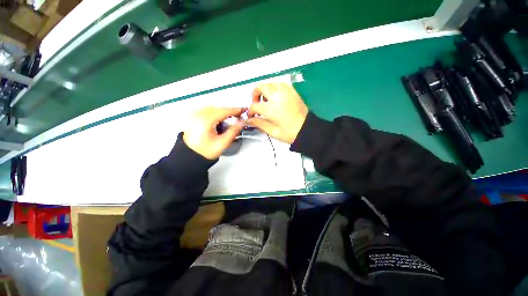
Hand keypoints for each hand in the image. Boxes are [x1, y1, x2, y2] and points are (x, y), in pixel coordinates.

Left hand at [183, 107, 244, 159]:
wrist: (191, 156)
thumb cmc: (204, 151)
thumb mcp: (222, 143)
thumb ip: (234, 131)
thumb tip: (242, 123)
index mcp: (205, 121)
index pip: (224, 111)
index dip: (235, 110)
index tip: (243, 110)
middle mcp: (198, 115)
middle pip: (219, 108)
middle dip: (230, 111)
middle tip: (239, 116)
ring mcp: (195, 115)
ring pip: (213, 108)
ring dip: (223, 112)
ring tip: (230, 119)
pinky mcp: (194, 117)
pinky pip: (207, 110)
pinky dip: (216, 113)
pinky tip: (220, 120)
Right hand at [247, 83, 307, 143]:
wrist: (307, 130)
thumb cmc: (290, 133)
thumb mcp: (272, 131)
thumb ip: (259, 124)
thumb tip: (248, 120)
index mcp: (272, 108)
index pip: (255, 106)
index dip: (250, 111)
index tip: (251, 115)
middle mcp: (278, 96)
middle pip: (260, 87)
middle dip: (255, 94)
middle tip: (257, 103)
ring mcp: (286, 92)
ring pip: (270, 83)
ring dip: (265, 90)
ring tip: (267, 101)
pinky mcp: (293, 91)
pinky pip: (280, 84)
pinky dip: (275, 88)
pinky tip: (276, 97)